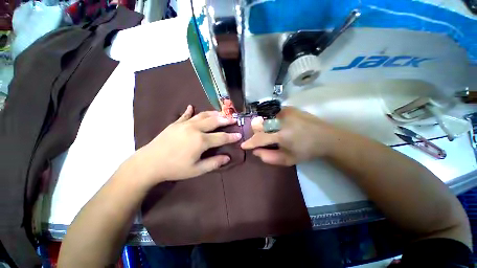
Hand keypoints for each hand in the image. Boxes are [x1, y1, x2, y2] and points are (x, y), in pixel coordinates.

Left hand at [134, 105, 241, 184]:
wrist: (149, 163)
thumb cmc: (175, 168)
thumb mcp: (196, 170)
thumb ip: (214, 163)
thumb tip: (227, 158)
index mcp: (201, 141)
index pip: (221, 137)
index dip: (232, 136)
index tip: (239, 134)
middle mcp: (195, 129)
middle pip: (214, 121)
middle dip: (226, 120)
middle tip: (233, 119)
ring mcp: (185, 124)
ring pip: (203, 115)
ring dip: (213, 114)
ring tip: (220, 113)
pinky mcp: (175, 123)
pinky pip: (185, 115)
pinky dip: (190, 111)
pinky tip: (192, 107)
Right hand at [241, 107, 339, 165]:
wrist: (325, 137)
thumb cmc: (306, 151)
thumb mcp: (287, 159)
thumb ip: (268, 157)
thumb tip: (255, 151)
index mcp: (282, 135)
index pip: (260, 138)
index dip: (250, 142)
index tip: (244, 145)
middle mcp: (282, 120)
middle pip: (259, 125)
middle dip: (256, 133)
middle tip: (260, 139)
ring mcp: (285, 111)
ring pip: (264, 118)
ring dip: (262, 126)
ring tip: (269, 132)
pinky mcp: (289, 107)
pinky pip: (271, 113)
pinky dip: (269, 120)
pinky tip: (275, 125)